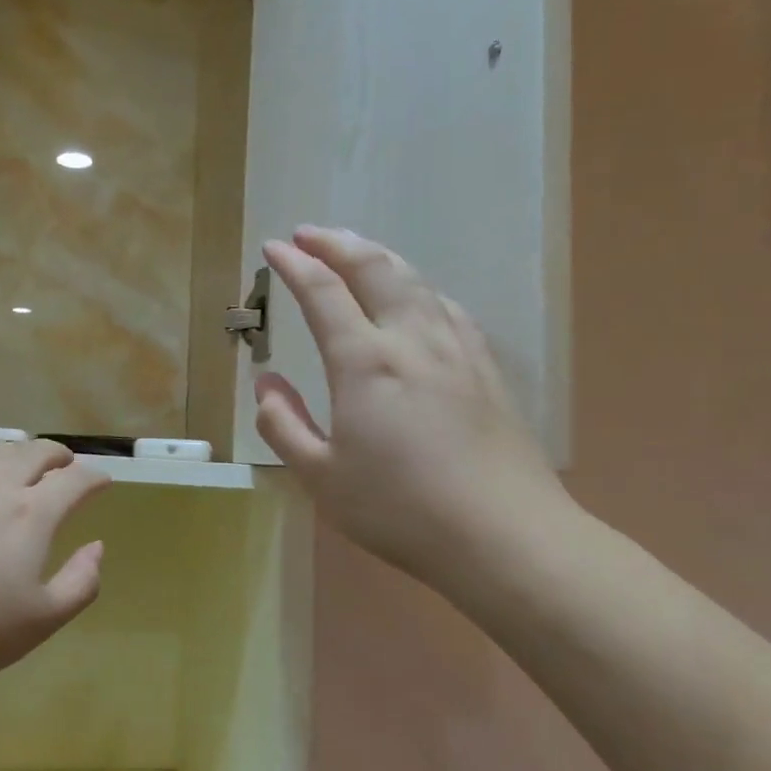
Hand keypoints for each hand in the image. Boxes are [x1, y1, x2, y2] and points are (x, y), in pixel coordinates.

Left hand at [0, 440, 111, 690]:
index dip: (94, 477)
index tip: (102, 482)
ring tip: (23, 468)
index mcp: (31, 513)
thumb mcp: (40, 621)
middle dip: (58, 456)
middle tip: (65, 467)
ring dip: (19, 455)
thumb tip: (96, 547)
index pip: (74, 479)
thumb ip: (80, 582)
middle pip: (35, 452)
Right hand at [256, 226, 572, 591]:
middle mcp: (412, 341)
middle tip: (308, 234)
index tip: (272, 248)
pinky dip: (419, 288)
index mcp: (365, 363)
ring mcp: (456, 351)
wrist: (505, 536)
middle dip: (337, 244)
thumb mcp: (321, 477)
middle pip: (375, 269)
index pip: (323, 294)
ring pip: (416, 282)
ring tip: (356, 253)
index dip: (294, 265)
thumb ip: (284, 425)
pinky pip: (447, 308)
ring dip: (379, 258)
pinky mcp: (486, 370)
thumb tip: (265, 385)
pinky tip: (417, 299)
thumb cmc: (400, 509)